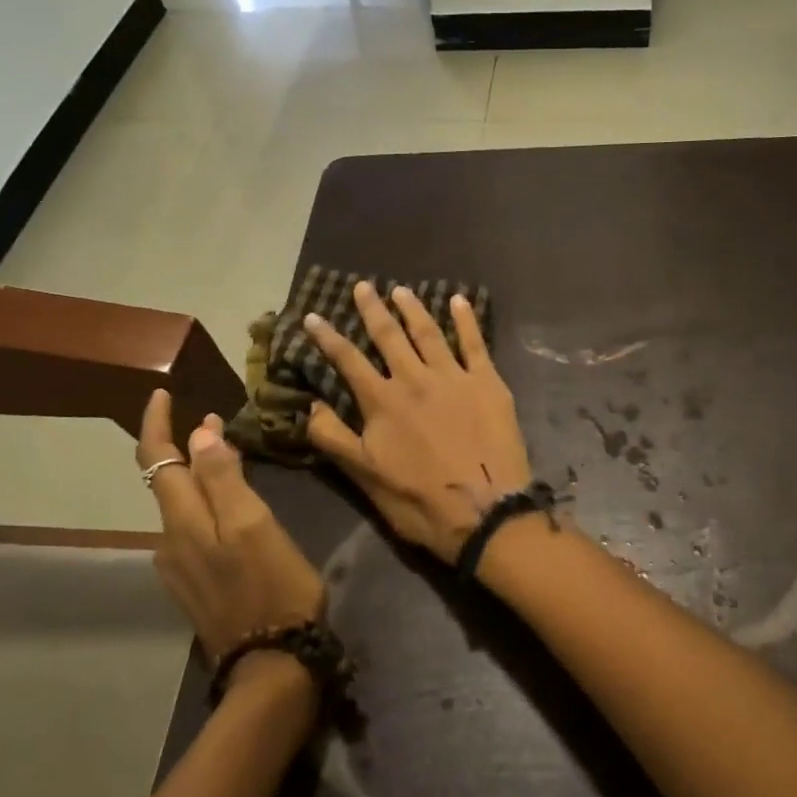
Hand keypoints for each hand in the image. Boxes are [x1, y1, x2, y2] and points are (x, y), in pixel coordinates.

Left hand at [136, 392, 326, 672]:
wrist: (271, 664)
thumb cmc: (273, 586)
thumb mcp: (255, 525)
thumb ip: (224, 479)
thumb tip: (198, 433)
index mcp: (184, 522)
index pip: (158, 460)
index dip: (156, 424)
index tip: (162, 393)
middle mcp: (170, 541)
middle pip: (166, 482)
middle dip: (184, 446)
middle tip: (216, 421)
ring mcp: (178, 567)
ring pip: (181, 507)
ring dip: (198, 476)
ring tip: (229, 459)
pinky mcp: (192, 586)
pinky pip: (191, 531)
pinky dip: (204, 506)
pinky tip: (230, 510)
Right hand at [305, 281, 533, 559]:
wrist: (485, 510)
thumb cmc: (420, 501)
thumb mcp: (365, 477)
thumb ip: (334, 438)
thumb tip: (309, 406)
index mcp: (382, 401)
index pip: (348, 360)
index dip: (328, 337)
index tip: (313, 316)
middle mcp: (414, 379)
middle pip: (389, 336)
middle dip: (372, 309)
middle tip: (363, 286)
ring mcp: (453, 377)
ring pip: (428, 332)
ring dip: (413, 308)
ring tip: (401, 290)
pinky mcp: (488, 382)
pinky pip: (475, 343)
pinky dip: (466, 320)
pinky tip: (459, 301)